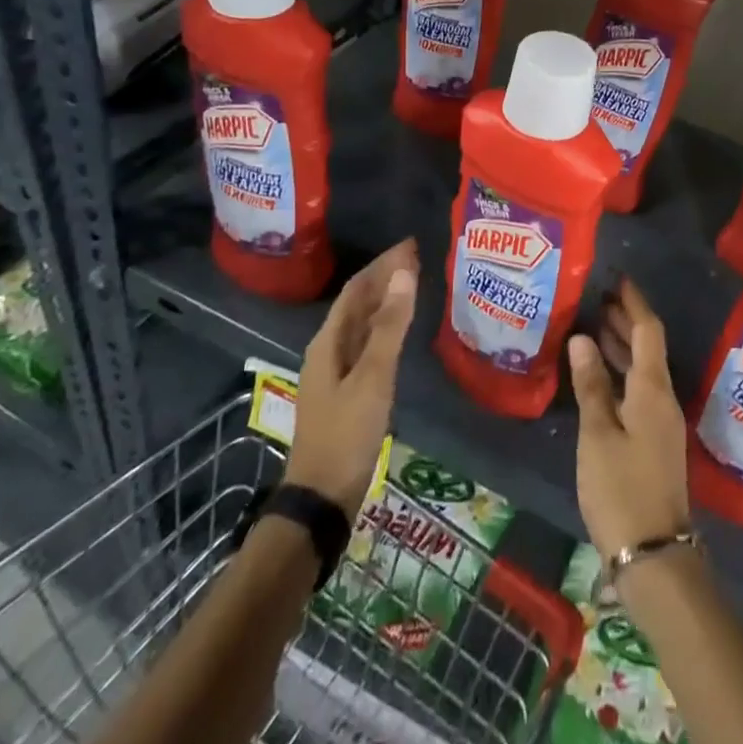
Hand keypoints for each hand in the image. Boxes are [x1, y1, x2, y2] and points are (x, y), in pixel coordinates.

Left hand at [286, 239, 418, 518]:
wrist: (322, 499)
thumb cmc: (346, 433)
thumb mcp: (373, 376)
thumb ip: (390, 325)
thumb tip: (405, 272)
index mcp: (328, 341)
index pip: (357, 288)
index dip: (383, 264)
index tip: (412, 245)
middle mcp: (329, 350)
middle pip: (359, 303)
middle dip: (386, 277)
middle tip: (420, 258)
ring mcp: (337, 372)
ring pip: (363, 323)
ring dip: (387, 300)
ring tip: (415, 283)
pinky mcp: (348, 391)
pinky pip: (368, 343)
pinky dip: (386, 327)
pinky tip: (401, 330)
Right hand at [566, 278, 690, 562]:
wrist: (654, 555)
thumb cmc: (621, 488)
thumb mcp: (599, 434)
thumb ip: (591, 384)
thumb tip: (581, 337)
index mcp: (653, 388)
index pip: (648, 330)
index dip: (634, 302)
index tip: (616, 279)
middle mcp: (662, 398)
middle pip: (646, 347)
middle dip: (624, 320)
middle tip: (596, 297)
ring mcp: (660, 421)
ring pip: (641, 369)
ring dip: (620, 346)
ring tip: (592, 325)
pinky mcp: (653, 441)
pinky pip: (638, 390)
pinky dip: (619, 373)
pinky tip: (597, 375)